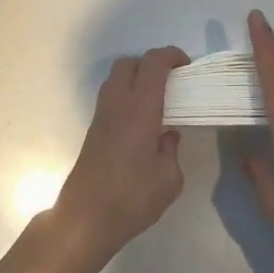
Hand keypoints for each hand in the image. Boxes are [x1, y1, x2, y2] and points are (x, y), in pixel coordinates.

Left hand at [53, 46, 189, 265]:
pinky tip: (141, 121)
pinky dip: (126, 96)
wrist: (86, 217)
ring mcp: (101, 115)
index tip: (187, 66)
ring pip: (116, 78)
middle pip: (129, 63)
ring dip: (136, 78)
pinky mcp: (93, 129)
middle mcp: (117, 103)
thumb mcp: (169, 178)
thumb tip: (168, 136)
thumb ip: (171, 150)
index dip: (171, 55)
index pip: (153, 63)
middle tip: (172, 82)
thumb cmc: (132, 197)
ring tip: (157, 101)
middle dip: (151, 64)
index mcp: (139, 108)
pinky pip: (110, 97)